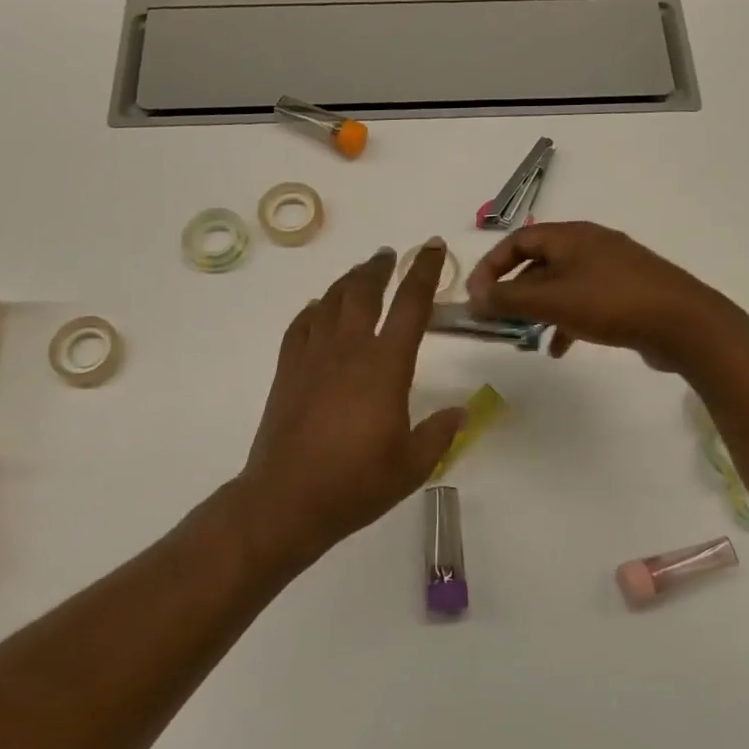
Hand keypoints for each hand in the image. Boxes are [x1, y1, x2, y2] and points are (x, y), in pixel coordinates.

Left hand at [241, 241, 465, 555]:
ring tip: (360, 273)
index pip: (411, 305)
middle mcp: (349, 350)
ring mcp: (312, 357)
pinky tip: (318, 309)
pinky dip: (313, 310)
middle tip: (389, 256)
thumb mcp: (412, 465)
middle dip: (379, 268)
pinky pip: (300, 326)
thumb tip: (461, 413)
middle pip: (364, 291)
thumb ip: (439, 434)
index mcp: (385, 367)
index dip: (423, 271)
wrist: (287, 500)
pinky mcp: (287, 371)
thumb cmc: (356, 484)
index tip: (430, 248)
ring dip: (348, 281)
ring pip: (330, 301)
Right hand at [465, 222, 736, 372]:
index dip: (490, 266)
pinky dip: (565, 321)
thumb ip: (509, 298)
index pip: (517, 241)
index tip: (475, 297)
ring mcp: (611, 268)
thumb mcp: (553, 301)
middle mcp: (589, 245)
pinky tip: (559, 349)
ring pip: (560, 285)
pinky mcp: (626, 293)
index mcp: (570, 236)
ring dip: (538, 309)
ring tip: (524, 337)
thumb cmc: (611, 303)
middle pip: (538, 263)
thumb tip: (475, 296)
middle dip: (514, 291)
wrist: (684, 323)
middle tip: (497, 320)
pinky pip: (584, 302)